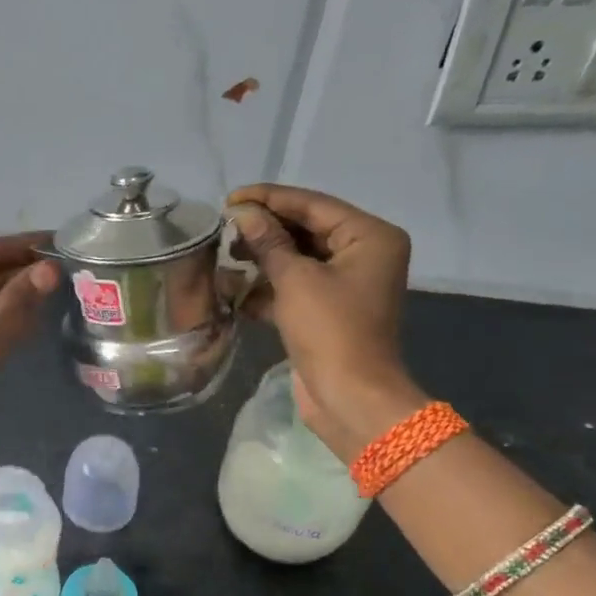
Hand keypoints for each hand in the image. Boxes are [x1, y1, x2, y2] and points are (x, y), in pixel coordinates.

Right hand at [226, 184, 424, 461]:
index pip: (313, 204)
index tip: (230, 198)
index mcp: (369, 236)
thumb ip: (268, 242)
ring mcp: (347, 284)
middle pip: (307, 230)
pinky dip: (269, 289)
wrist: (350, 397)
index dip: (269, 199)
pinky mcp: (329, 311)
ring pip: (298, 260)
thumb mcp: (295, 280)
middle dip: (265, 231)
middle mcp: (363, 254)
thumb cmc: (330, 330)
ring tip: (227, 258)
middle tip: (225, 229)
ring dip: (263, 261)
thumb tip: (243, 213)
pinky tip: (236, 292)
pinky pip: (296, 287)